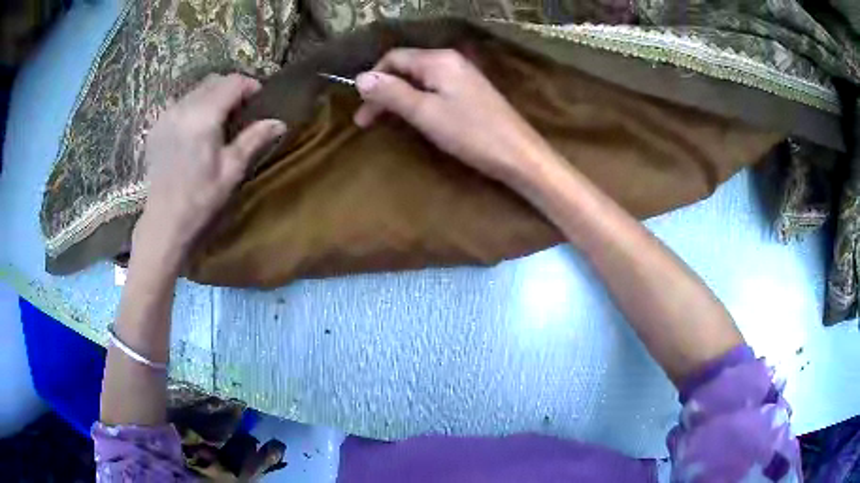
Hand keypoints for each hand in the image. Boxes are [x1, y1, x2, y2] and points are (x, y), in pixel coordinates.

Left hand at [139, 73, 285, 255]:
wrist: (163, 223)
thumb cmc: (200, 200)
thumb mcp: (231, 171)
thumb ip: (253, 139)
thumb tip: (279, 122)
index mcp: (203, 117)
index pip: (232, 82)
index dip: (250, 86)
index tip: (259, 100)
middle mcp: (182, 108)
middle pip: (213, 81)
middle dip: (231, 88)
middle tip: (242, 110)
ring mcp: (166, 116)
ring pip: (196, 90)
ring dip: (212, 96)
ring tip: (220, 119)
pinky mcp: (156, 126)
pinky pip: (180, 103)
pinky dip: (194, 106)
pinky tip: (197, 128)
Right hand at [354, 48, 550, 183]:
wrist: (519, 155)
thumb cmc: (471, 133)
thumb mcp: (425, 112)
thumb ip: (392, 93)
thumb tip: (360, 78)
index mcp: (438, 60)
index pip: (393, 58)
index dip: (373, 80)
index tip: (361, 110)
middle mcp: (450, 61)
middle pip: (406, 68)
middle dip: (383, 92)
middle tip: (367, 121)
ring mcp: (463, 76)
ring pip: (419, 80)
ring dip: (398, 98)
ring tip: (386, 121)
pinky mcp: (470, 92)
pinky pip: (434, 89)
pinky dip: (417, 102)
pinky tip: (414, 117)